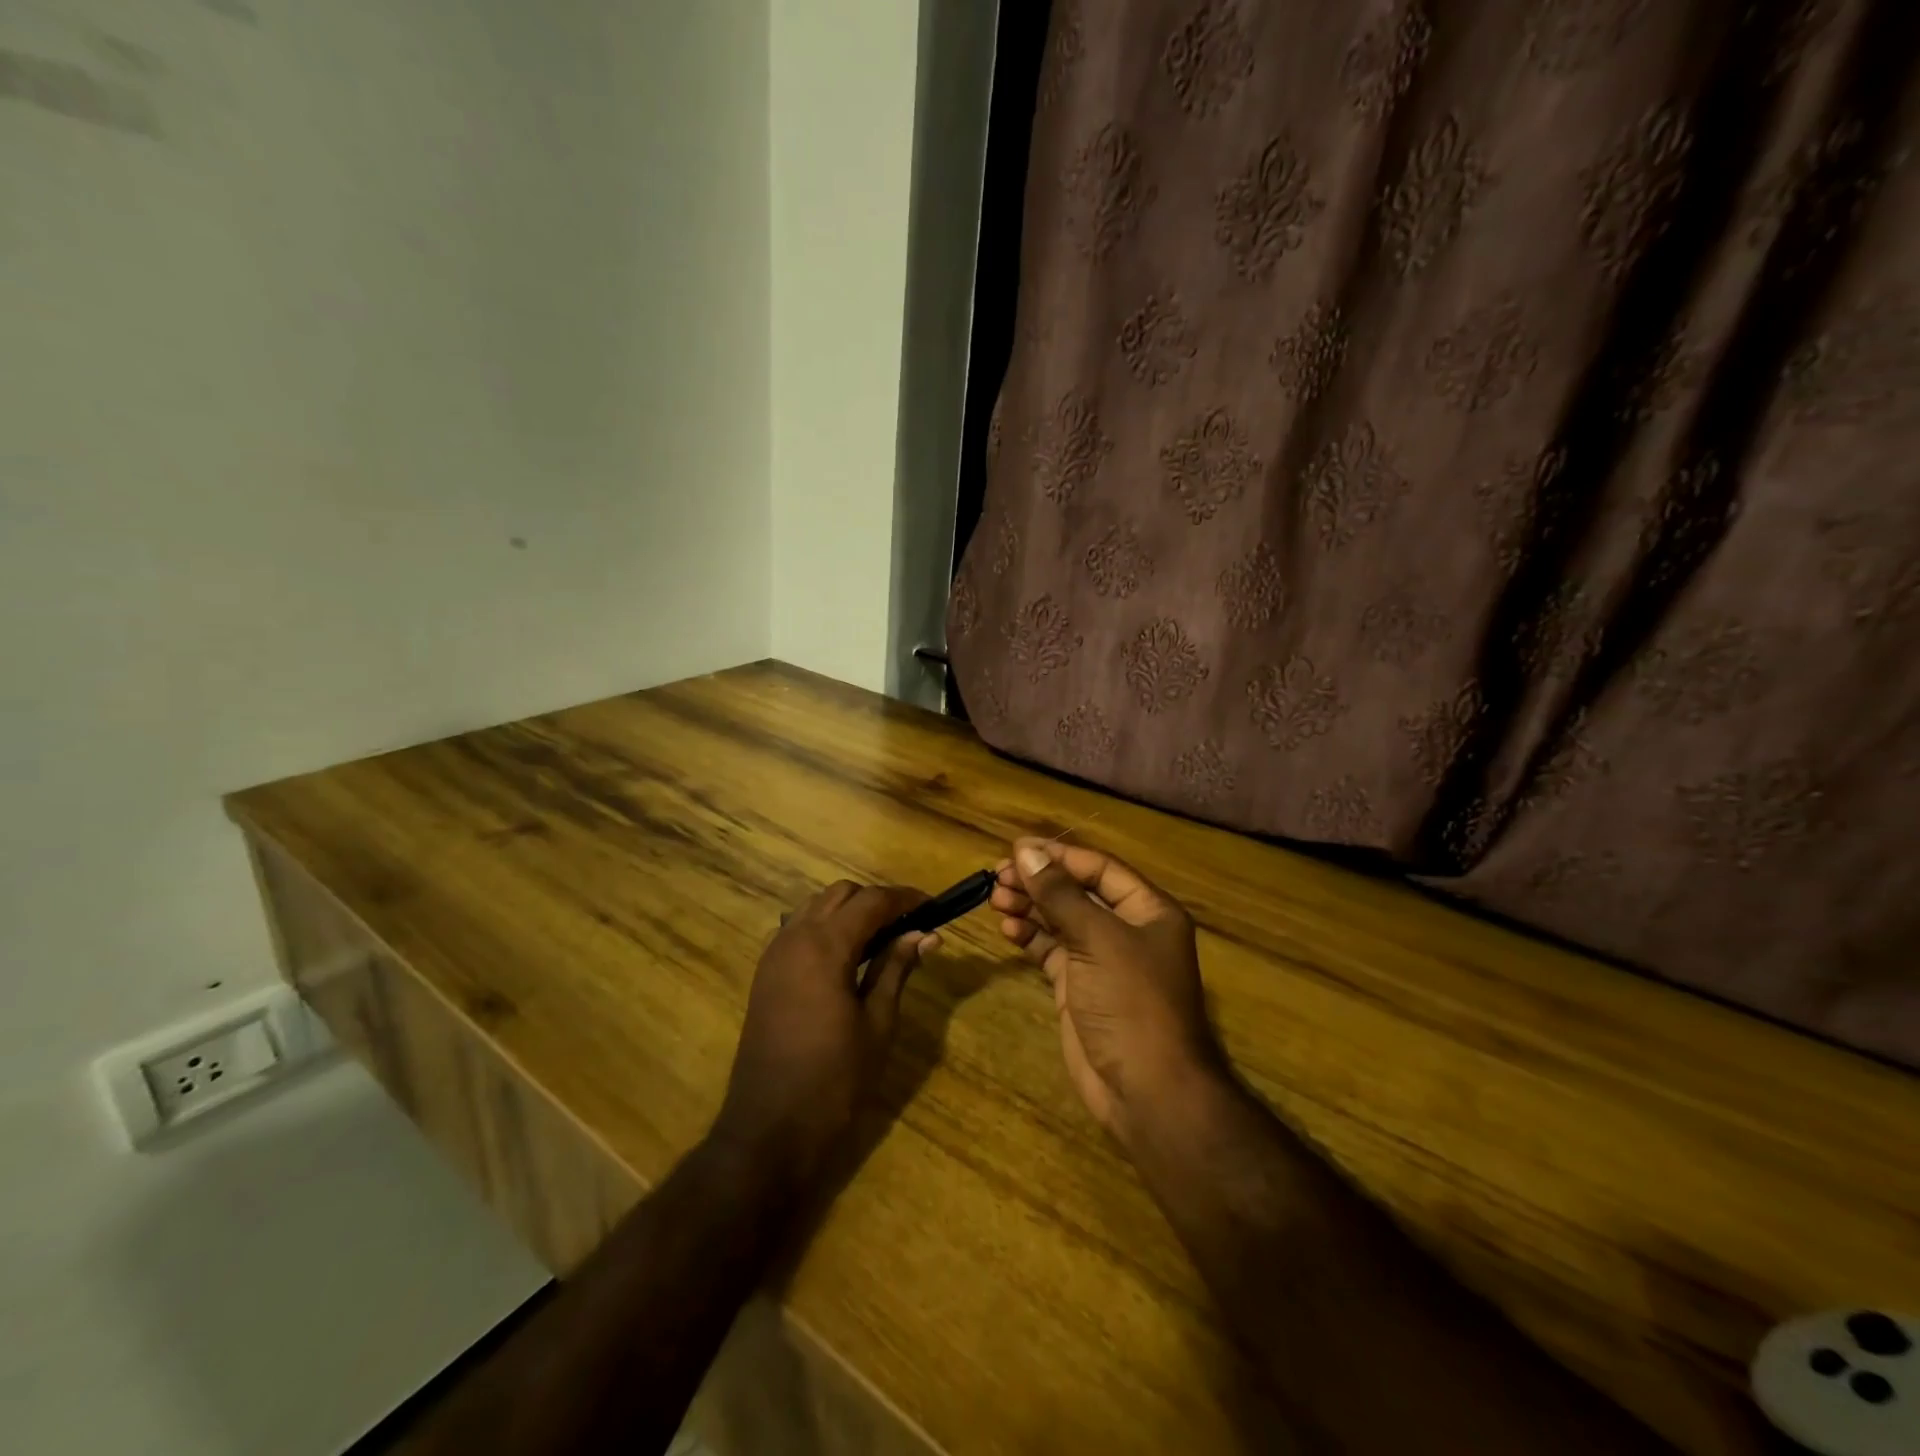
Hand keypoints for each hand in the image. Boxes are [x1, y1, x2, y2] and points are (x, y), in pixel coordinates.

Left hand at [714, 881, 936, 1187]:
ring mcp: (774, 954)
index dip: (905, 899)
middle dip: (877, 901)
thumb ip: (897, 969)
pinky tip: (848, 958)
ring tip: (882, 940)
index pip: (871, 901)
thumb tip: (925, 934)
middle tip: (910, 926)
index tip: (934, 907)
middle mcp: (794, 937)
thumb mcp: (878, 1024)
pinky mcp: (766, 974)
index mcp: (824, 946)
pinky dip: (826, 928)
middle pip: (840, 894)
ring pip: (816, 907)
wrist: (768, 1130)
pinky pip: (798, 929)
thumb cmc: (834, 1080)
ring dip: (850, 912)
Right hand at [992, 839, 1224, 1149]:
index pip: (1099, 868)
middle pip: (1077, 892)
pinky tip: (1008, 928)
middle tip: (998, 876)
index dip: (1058, 856)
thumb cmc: (1132, 1002)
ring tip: (995, 898)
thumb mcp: (1098, 939)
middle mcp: (1127, 930)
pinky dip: (1030, 937)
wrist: (1147, 1090)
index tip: (1016, 848)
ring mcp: (1102, 960)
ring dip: (1030, 907)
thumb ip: (1060, 894)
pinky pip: (1052, 951)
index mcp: (1147, 910)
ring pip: (1061, 920)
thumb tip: (1025, 852)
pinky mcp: (1080, 987)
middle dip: (1039, 882)